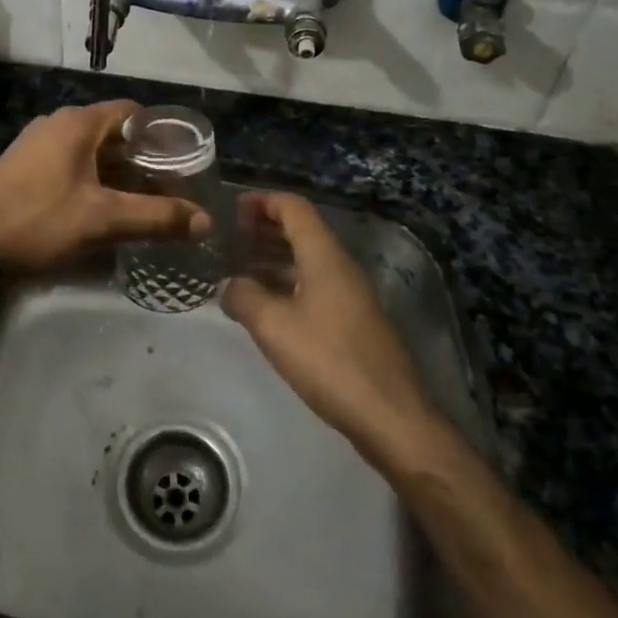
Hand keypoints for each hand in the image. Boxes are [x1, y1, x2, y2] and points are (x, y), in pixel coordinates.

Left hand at [0, 101, 208, 276]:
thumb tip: (205, 221)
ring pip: (90, 151)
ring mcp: (35, 144)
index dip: (160, 134)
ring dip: (117, 172)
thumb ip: (157, 218)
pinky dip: (92, 179)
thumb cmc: (40, 221)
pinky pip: (69, 164)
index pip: (132, 112)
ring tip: (141, 201)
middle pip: (112, 133)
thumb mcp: (103, 221)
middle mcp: (57, 123)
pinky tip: (101, 208)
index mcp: (78, 123)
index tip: (181, 161)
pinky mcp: (23, 167)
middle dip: (141, 159)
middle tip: (167, 188)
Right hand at [220, 193, 443, 466]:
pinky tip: (266, 305)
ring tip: (239, 268)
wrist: (390, 415)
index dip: (262, 201)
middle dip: (265, 227)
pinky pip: (314, 285)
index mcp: (324, 256)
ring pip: (307, 260)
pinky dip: (287, 283)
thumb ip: (244, 297)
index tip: (232, 208)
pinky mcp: (352, 321)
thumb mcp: (274, 326)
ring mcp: (350, 294)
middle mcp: (339, 266)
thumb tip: (228, 284)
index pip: (293, 207)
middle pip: (301, 230)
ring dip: (274, 257)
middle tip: (231, 237)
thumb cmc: (329, 361)